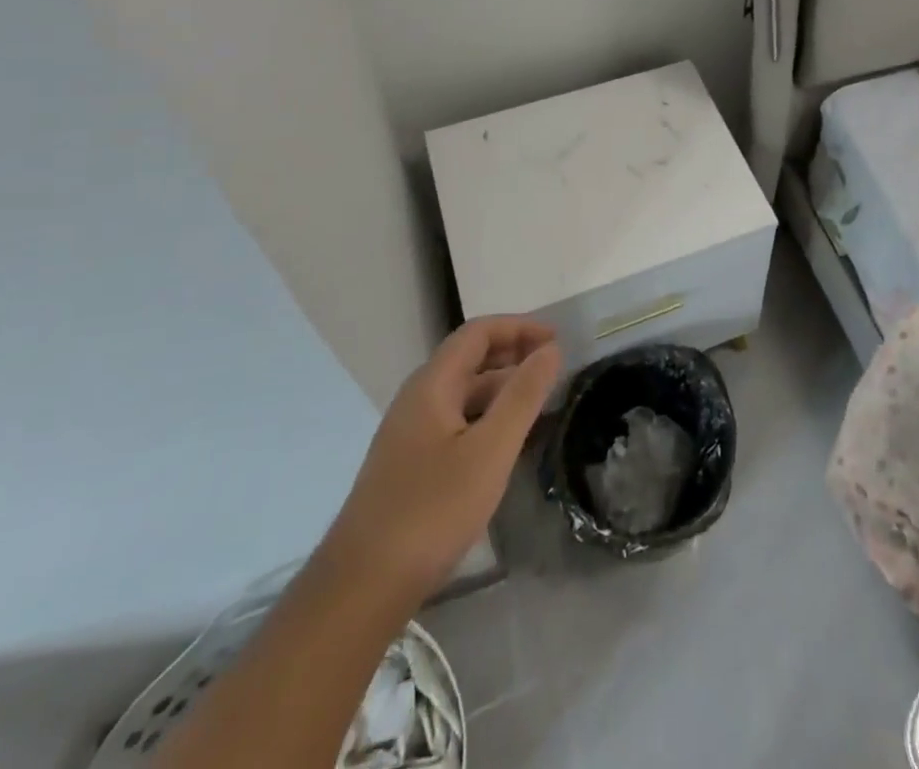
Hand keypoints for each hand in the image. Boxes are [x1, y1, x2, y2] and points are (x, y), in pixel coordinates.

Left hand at [322, 316, 560, 605]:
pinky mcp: (410, 467)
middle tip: (554, 367)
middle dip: (513, 354)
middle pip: (469, 359)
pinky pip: (456, 423)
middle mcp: (417, 400)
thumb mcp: (490, 450)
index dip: (519, 327)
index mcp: (431, 386)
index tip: (557, 340)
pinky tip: (507, 444)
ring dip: (502, 388)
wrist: (361, 590)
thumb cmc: (431, 511)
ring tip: (540, 403)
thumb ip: (523, 395)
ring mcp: (410, 435)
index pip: (478, 332)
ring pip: (463, 394)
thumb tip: (550, 350)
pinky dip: (487, 417)